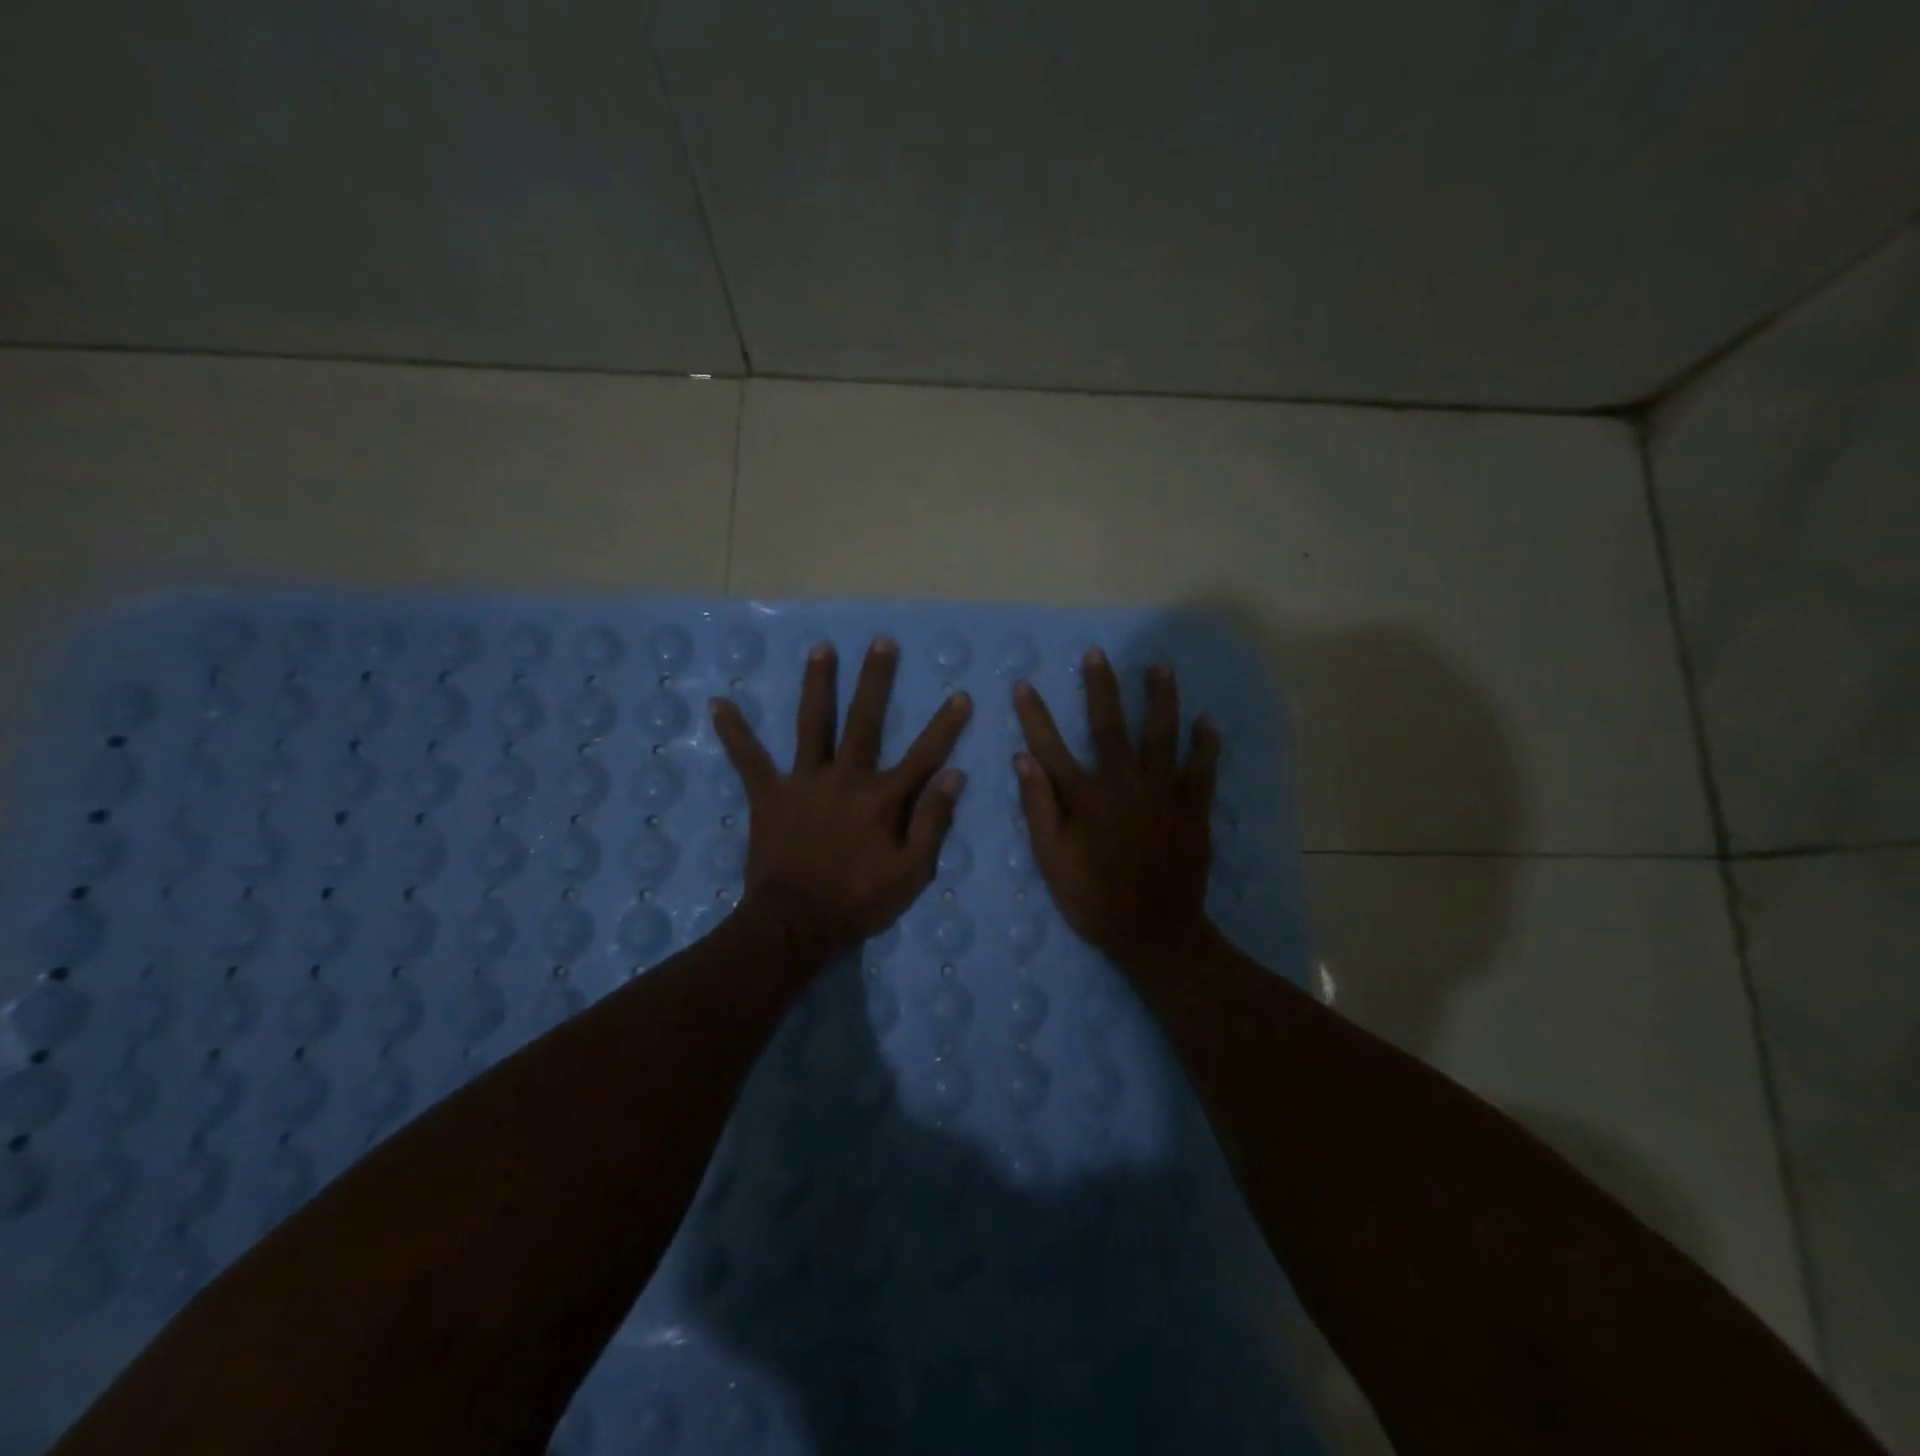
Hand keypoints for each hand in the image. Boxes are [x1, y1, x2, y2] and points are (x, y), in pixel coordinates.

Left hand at [710, 636, 971, 957]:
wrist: (797, 924)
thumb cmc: (859, 901)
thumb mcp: (912, 872)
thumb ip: (933, 822)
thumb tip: (954, 776)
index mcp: (882, 798)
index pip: (923, 755)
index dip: (945, 726)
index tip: (960, 695)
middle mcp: (845, 778)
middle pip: (865, 721)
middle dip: (876, 680)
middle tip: (881, 642)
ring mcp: (804, 782)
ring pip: (813, 724)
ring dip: (818, 684)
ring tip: (821, 649)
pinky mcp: (769, 794)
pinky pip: (749, 759)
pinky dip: (734, 732)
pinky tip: (718, 703)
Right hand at [1014, 649, 1220, 968]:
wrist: (1155, 932)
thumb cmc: (1094, 899)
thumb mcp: (1052, 861)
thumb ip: (1039, 808)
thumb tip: (1023, 760)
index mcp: (1086, 797)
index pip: (1051, 747)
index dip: (1035, 715)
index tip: (1024, 685)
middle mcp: (1124, 783)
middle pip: (1110, 725)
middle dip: (1101, 688)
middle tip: (1097, 655)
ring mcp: (1163, 793)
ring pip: (1163, 735)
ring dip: (1161, 699)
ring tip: (1161, 668)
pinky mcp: (1192, 808)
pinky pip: (1202, 769)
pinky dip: (1205, 744)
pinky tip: (1207, 721)